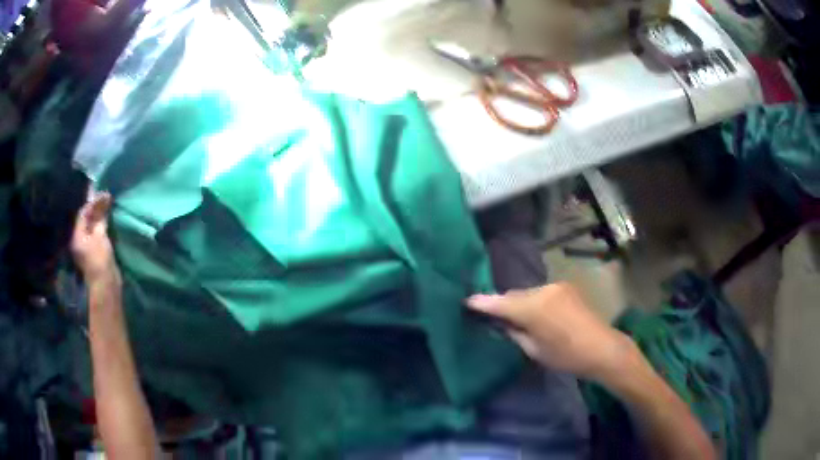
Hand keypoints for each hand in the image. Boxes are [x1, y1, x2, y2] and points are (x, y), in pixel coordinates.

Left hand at [71, 192, 118, 284]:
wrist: (106, 285)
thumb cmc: (100, 260)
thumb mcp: (100, 235)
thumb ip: (100, 218)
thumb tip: (104, 200)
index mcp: (77, 235)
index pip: (83, 213)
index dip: (93, 202)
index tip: (105, 194)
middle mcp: (79, 239)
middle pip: (87, 219)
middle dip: (96, 208)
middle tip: (107, 198)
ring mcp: (87, 246)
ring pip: (92, 226)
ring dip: (99, 217)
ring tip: (108, 207)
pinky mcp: (94, 252)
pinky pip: (96, 233)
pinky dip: (101, 225)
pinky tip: (108, 220)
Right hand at [466, 282, 635, 381]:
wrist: (602, 348)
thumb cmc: (566, 356)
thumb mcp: (534, 350)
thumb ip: (514, 332)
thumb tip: (501, 323)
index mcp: (533, 308)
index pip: (500, 302)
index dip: (481, 302)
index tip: (466, 301)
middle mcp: (543, 290)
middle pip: (514, 295)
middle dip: (503, 305)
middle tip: (492, 317)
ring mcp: (556, 286)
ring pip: (528, 293)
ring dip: (520, 303)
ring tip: (518, 318)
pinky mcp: (566, 287)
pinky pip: (541, 293)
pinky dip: (534, 301)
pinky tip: (537, 314)